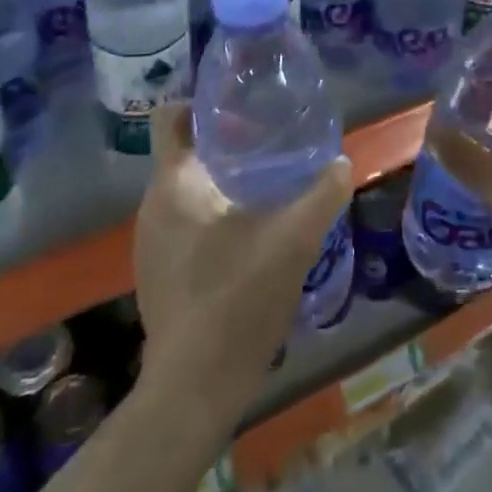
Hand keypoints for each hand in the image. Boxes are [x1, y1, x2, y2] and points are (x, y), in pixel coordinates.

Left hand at [132, 102, 353, 427]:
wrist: (194, 388)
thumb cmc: (238, 299)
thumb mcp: (294, 241)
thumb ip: (322, 196)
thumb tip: (342, 162)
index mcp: (174, 185)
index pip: (170, 119)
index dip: (199, 102)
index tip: (237, 104)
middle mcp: (151, 207)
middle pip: (181, 152)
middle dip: (220, 141)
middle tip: (265, 139)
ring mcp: (148, 243)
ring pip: (183, 190)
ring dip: (217, 179)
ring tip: (262, 181)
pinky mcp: (156, 273)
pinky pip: (181, 222)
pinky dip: (209, 212)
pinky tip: (246, 231)